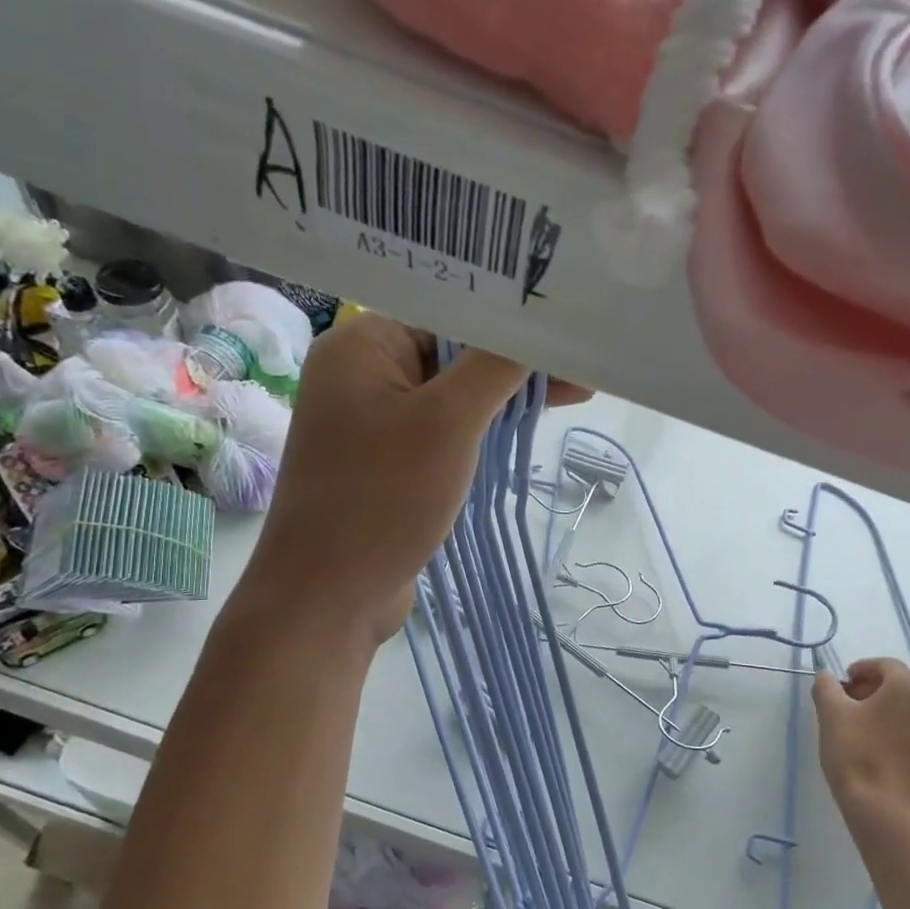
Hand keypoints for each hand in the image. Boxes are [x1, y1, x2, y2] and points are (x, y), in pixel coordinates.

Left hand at [244, 311, 584, 646]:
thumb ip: (494, 366)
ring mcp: (373, 424)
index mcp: (362, 346)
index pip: (447, 312)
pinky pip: (441, 433)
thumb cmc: (384, 498)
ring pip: (451, 397)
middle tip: (580, 372)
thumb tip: (536, 326)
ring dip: (502, 399)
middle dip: (513, 363)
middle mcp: (362, 376)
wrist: (330, 596)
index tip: (564, 332)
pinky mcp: (387, 464)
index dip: (508, 321)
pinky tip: (520, 432)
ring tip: (569, 396)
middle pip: (451, 353)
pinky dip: (480, 431)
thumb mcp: (448, 423)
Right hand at [811, 658, 909, 820]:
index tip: (841, 683)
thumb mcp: (831, 713)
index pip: (885, 665)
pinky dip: (899, 731)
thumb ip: (826, 686)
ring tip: (861, 726)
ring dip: (887, 710)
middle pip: (900, 686)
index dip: (861, 669)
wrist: (882, 807)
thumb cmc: (855, 752)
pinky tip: (879, 747)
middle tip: (847, 703)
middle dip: (873, 689)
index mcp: (909, 687)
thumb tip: (826, 676)